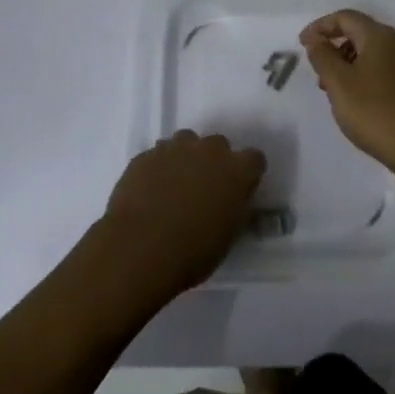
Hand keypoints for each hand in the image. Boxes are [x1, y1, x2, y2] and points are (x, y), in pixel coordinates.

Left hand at [96, 130, 265, 298]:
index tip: (238, 191)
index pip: (254, 160)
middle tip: (203, 188)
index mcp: (237, 171)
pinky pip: (158, 155)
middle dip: (214, 161)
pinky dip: (158, 168)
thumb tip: (228, 200)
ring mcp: (175, 148)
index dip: (246, 174)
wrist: (140, 248)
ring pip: (186, 142)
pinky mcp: (146, 155)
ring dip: (185, 158)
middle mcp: (209, 150)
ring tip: (174, 186)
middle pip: (218, 145)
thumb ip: (232, 207)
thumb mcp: (227, 235)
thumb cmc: (192, 251)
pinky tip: (149, 191)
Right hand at [299, 9, 394, 170]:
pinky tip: (355, 101)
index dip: (320, 26)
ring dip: (346, 64)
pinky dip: (362, 76)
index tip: (302, 45)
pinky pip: (381, 70)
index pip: (345, 17)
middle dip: (333, 46)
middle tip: (317, 71)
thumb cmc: (375, 112)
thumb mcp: (339, 83)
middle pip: (359, 33)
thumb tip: (316, 39)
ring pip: (370, 53)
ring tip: (332, 91)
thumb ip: (323, 56)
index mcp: (379, 36)